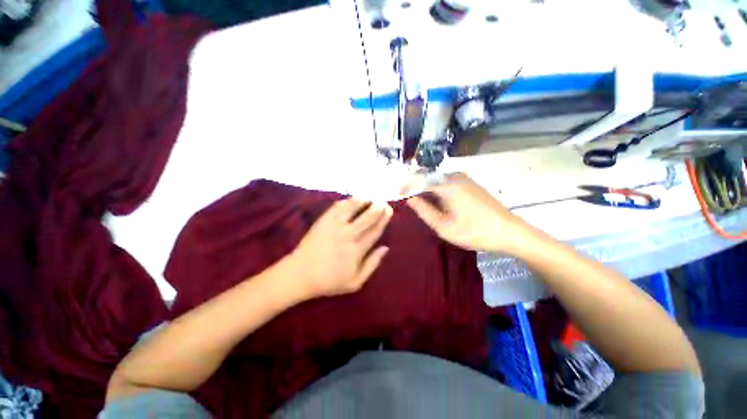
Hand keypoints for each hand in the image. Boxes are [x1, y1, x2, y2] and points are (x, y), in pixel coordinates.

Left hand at [290, 199, 392, 298]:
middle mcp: (347, 235)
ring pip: (352, 210)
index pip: (374, 231)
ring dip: (362, 201)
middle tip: (383, 201)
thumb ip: (372, 265)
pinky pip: (336, 208)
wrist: (300, 274)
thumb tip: (385, 248)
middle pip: (366, 218)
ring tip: (369, 196)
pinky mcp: (323, 221)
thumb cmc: (329, 281)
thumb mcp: (355, 282)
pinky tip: (351, 199)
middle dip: (376, 208)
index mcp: (357, 250)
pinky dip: (345, 202)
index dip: (383, 220)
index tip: (389, 211)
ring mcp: (334, 227)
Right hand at [406, 173, 536, 254]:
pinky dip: (438, 191)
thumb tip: (410, 198)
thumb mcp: (444, 226)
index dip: (406, 186)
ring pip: (437, 181)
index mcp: (447, 185)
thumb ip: (424, 210)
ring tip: (423, 206)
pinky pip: (447, 183)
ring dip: (427, 191)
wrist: (509, 232)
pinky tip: (439, 204)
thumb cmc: (475, 231)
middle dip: (416, 188)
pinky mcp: (470, 184)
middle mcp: (455, 176)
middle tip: (410, 203)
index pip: (419, 179)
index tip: (398, 196)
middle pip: (428, 178)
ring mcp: (464, 179)